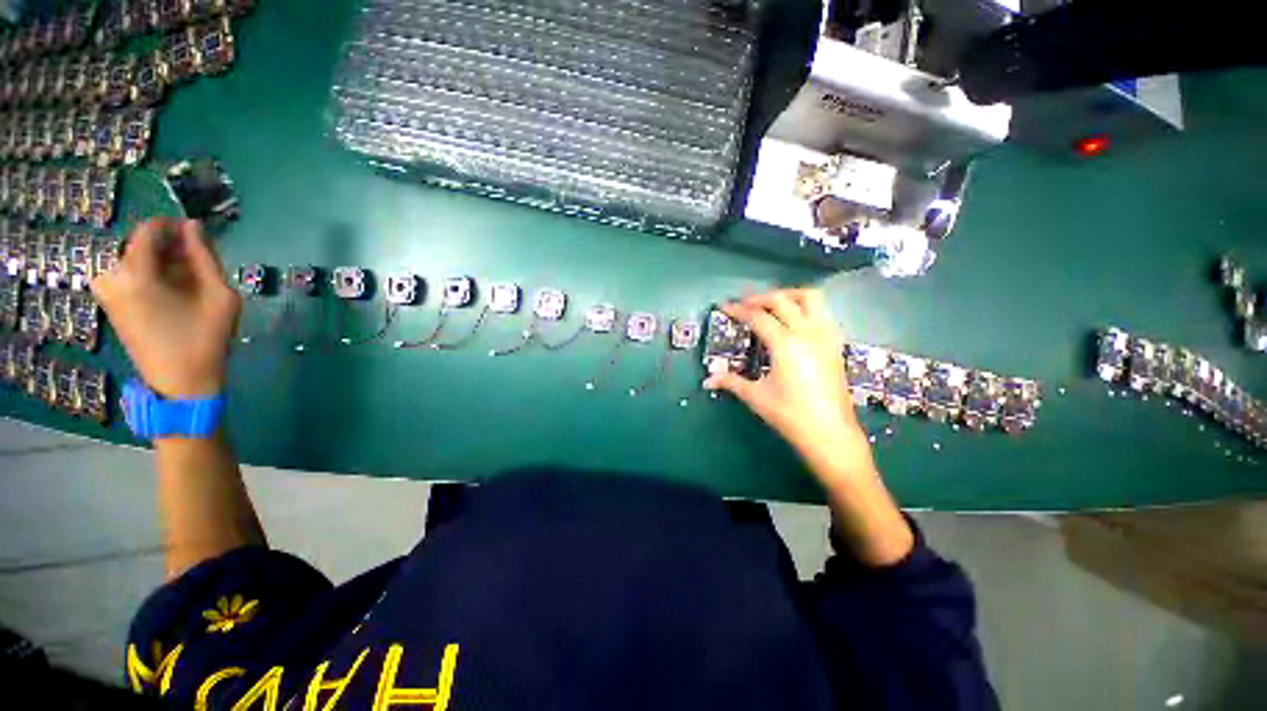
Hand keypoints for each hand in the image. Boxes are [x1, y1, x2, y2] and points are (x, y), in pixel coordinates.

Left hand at [91, 219, 240, 397]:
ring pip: (134, 259)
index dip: (174, 227)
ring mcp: (107, 292)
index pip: (149, 230)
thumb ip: (205, 258)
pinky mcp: (110, 304)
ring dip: (159, 262)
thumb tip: (194, 227)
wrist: (179, 383)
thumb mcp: (220, 296)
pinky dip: (148, 275)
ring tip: (185, 280)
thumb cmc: (204, 339)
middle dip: (168, 247)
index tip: (197, 236)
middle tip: (196, 263)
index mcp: (136, 273)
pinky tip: (169, 292)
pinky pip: (127, 274)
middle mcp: (112, 277)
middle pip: (139, 243)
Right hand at [707, 289, 910, 564]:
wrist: (830, 434)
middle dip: (759, 298)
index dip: (738, 310)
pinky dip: (805, 308)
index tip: (724, 307)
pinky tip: (795, 321)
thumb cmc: (790, 415)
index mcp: (785, 344)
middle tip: (743, 306)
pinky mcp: (835, 344)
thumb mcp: (756, 397)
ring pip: (810, 299)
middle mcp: (807, 333)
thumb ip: (731, 382)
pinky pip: (822, 313)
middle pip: (782, 300)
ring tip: (771, 305)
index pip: (758, 316)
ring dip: (788, 296)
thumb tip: (707, 380)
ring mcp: (825, 336)